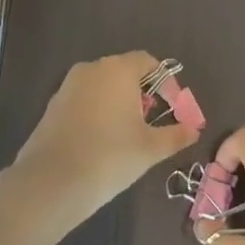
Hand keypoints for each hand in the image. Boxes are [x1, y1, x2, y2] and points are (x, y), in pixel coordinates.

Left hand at [8, 52, 201, 236]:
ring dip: (119, 102)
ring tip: (128, 134)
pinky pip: (84, 99)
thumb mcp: (150, 148)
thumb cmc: (110, 157)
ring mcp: (68, 85)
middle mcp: (92, 68)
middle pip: (124, 71)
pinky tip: (101, 141)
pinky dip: (98, 112)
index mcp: (118, 69)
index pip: (148, 62)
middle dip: (142, 92)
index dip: (166, 83)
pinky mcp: (53, 105)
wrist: (51, 182)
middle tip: (152, 122)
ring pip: (102, 86)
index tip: (174, 108)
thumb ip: (176, 135)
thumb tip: (194, 129)